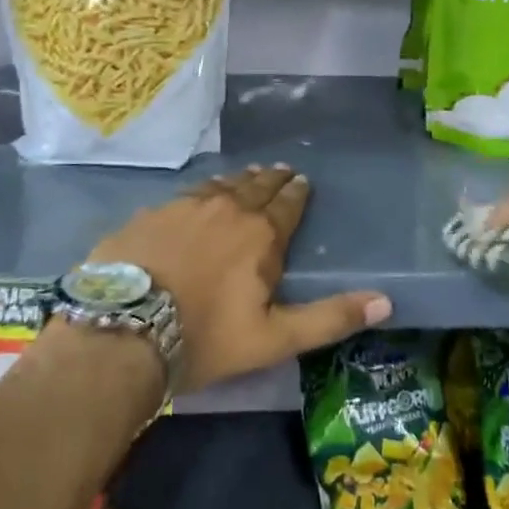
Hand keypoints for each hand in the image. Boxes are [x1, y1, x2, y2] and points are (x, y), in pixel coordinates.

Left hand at [89, 164, 391, 391]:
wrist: (122, 331)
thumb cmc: (206, 337)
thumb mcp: (274, 338)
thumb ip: (329, 318)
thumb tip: (386, 302)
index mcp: (260, 235)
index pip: (287, 204)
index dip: (297, 192)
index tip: (302, 181)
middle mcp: (226, 209)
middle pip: (255, 187)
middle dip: (272, 179)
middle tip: (281, 171)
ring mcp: (183, 207)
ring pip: (220, 185)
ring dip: (238, 180)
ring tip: (248, 175)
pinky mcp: (149, 214)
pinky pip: (185, 194)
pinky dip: (202, 191)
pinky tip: (199, 194)